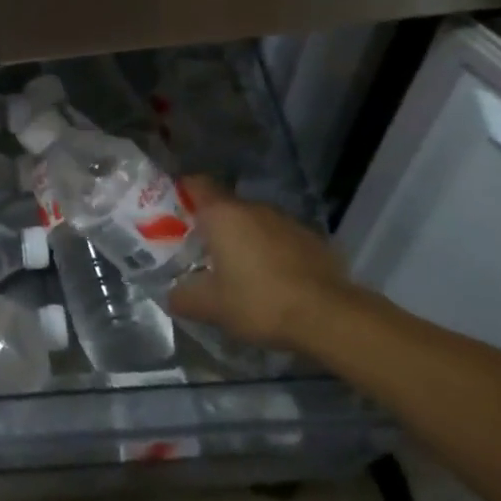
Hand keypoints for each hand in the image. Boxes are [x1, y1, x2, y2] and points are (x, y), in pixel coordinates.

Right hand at [167, 177, 354, 350]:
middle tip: (201, 252)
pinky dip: (270, 251)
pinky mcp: (311, 238)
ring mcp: (286, 221)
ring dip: (243, 238)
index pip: (195, 184)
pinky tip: (272, 280)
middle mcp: (253, 208)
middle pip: (224, 206)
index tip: (173, 213)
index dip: (181, 193)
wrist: (328, 316)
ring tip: (238, 270)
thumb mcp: (210, 307)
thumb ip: (183, 297)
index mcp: (222, 214)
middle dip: (212, 225)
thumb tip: (172, 296)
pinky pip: (279, 238)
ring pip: (254, 222)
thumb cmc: (259, 302)